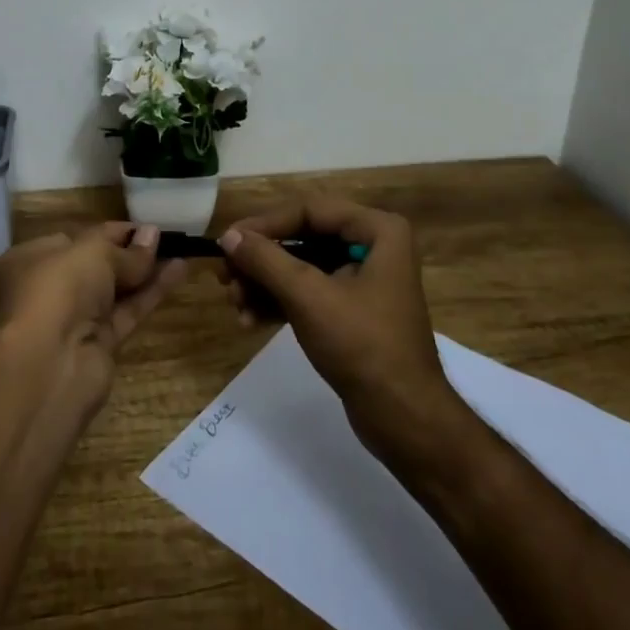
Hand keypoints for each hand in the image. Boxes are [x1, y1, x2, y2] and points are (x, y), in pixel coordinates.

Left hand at [0, 223, 188, 391]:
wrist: (49, 365)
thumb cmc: (59, 289)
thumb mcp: (93, 253)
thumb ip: (126, 249)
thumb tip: (153, 234)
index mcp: (31, 260)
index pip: (75, 239)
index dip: (110, 232)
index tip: (143, 226)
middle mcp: (48, 289)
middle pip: (95, 266)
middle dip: (129, 252)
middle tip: (164, 238)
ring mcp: (73, 320)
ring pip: (114, 290)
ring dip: (145, 272)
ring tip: (180, 251)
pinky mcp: (97, 345)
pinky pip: (127, 312)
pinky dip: (150, 294)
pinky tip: (178, 272)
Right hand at [217, 197, 454, 456]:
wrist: (404, 419)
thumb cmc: (363, 346)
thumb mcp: (309, 297)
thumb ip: (265, 260)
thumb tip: (228, 235)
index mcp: (377, 230)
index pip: (308, 210)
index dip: (264, 224)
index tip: (227, 242)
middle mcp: (373, 245)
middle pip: (301, 238)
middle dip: (260, 261)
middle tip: (225, 278)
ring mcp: (362, 279)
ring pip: (300, 267)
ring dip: (264, 284)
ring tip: (235, 305)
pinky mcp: (351, 310)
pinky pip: (308, 292)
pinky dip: (279, 303)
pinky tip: (250, 320)